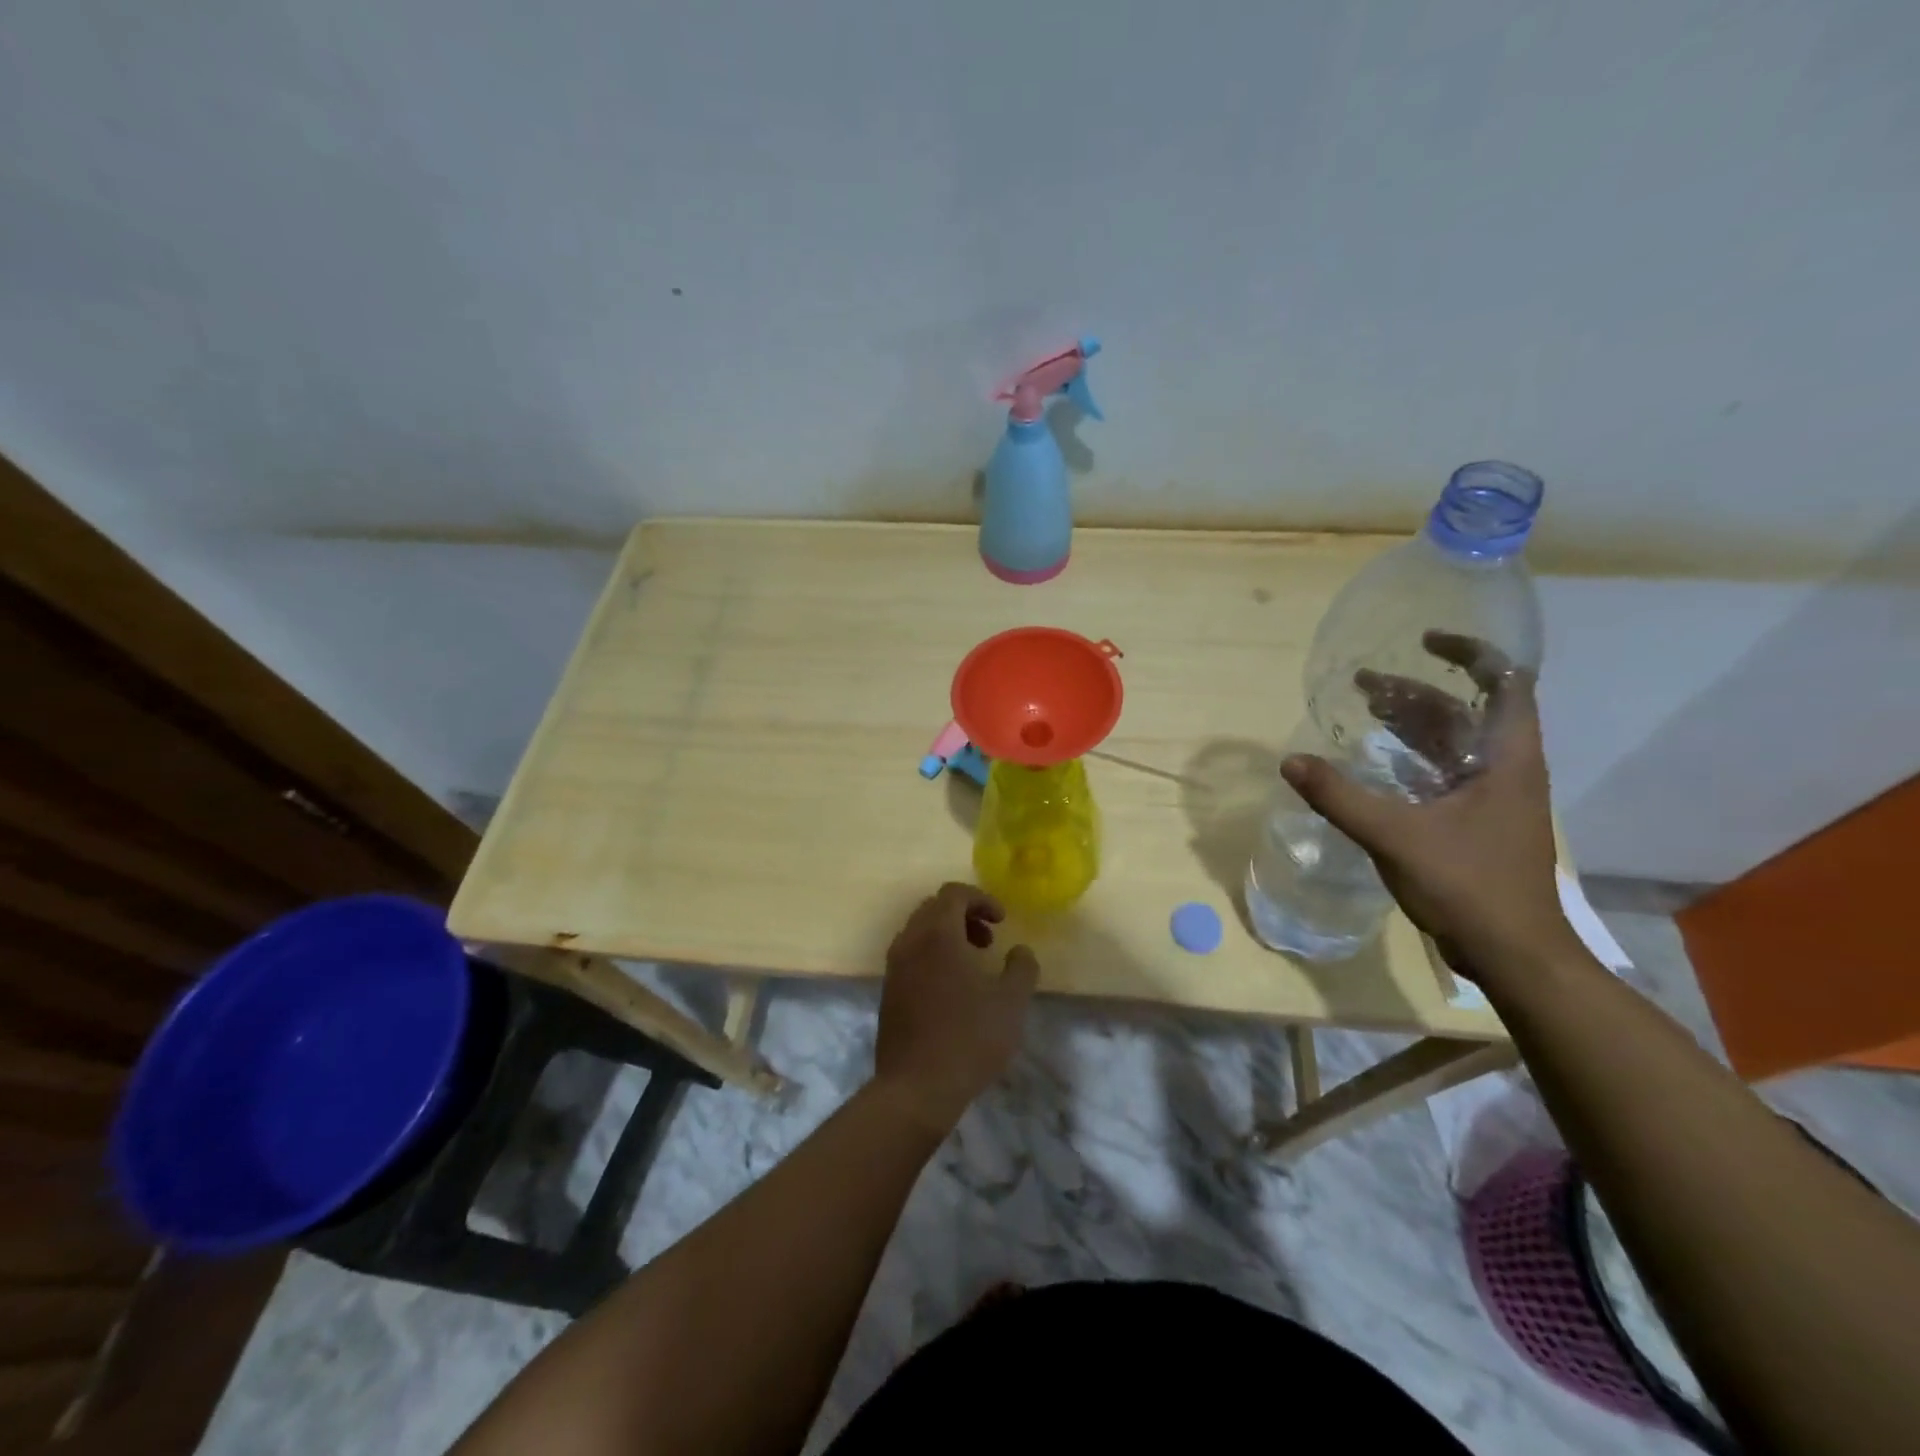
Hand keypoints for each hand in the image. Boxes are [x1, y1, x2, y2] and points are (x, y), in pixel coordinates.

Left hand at [874, 883, 1038, 1133]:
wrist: (916, 1088)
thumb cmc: (968, 1038)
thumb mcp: (1011, 1002)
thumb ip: (1021, 967)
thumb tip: (1020, 951)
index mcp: (937, 934)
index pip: (954, 893)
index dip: (981, 900)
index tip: (1002, 922)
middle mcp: (910, 941)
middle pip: (934, 907)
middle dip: (964, 915)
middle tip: (988, 940)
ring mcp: (894, 966)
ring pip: (919, 931)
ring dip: (947, 935)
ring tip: (973, 964)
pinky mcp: (888, 990)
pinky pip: (910, 954)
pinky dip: (931, 954)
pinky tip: (952, 988)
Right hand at [1281, 632, 1579, 983]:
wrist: (1513, 953)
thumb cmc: (1468, 885)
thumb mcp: (1396, 836)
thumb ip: (1341, 797)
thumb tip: (1290, 761)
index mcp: (1507, 759)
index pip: (1505, 683)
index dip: (1470, 652)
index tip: (1423, 641)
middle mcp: (1505, 769)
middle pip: (1465, 711)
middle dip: (1416, 691)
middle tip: (1363, 684)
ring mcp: (1491, 798)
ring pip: (1451, 743)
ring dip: (1410, 724)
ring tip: (1362, 713)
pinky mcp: (1474, 823)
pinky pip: (1440, 773)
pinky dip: (1409, 759)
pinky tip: (1373, 766)